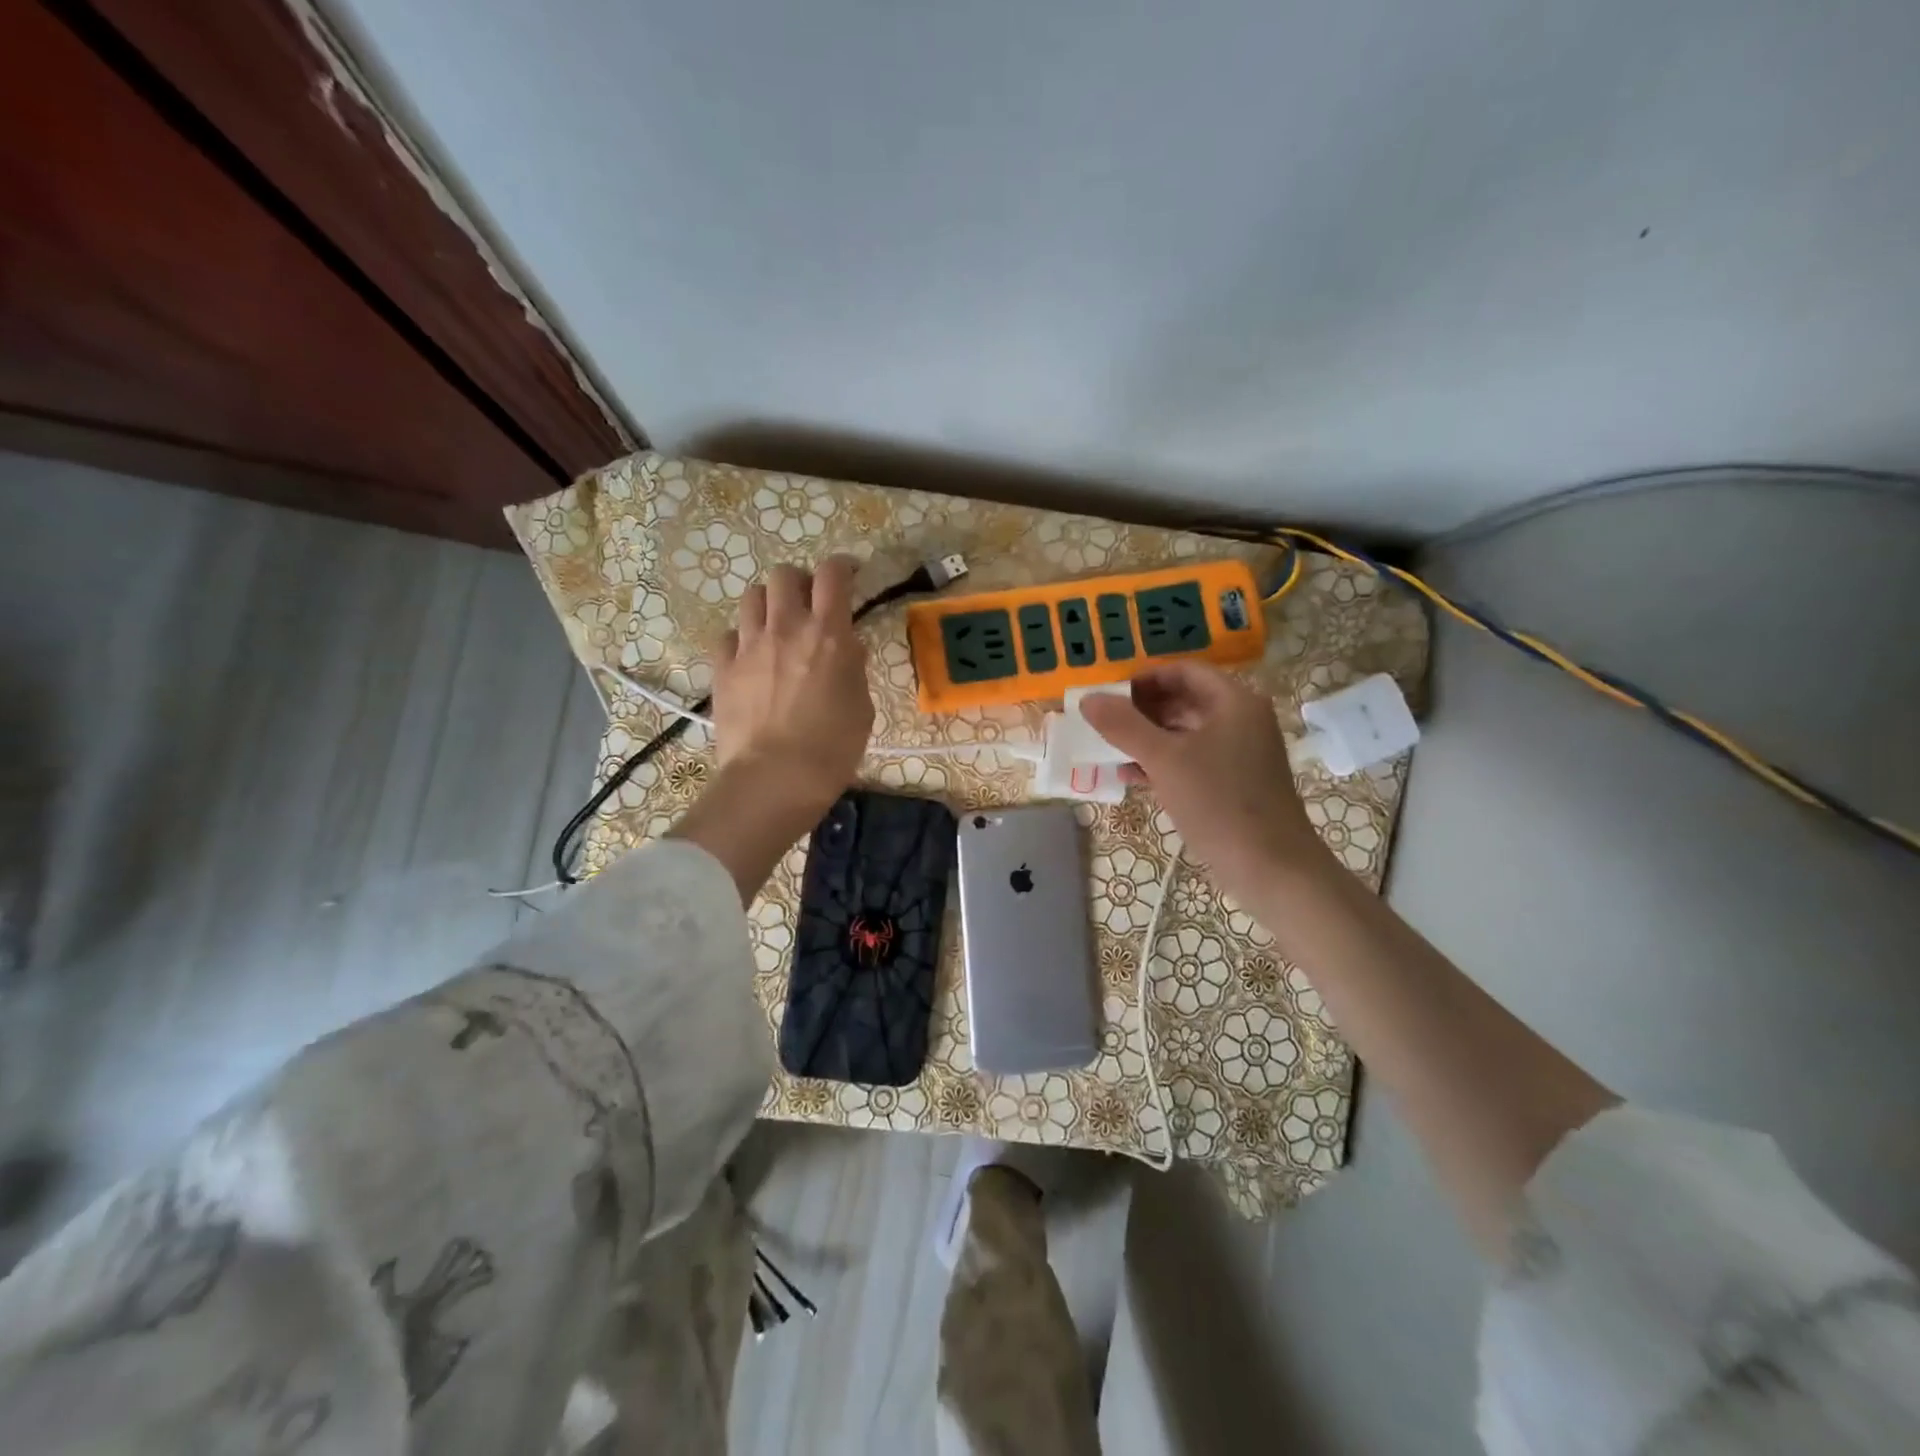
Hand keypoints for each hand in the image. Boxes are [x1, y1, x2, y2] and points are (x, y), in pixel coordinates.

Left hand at [711, 556, 873, 817]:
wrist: (774, 779)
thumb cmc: (832, 748)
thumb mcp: (862, 707)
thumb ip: (854, 669)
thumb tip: (847, 649)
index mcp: (827, 634)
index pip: (832, 574)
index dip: (842, 566)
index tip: (849, 575)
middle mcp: (786, 628)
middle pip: (784, 574)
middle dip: (799, 582)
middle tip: (808, 604)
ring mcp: (748, 646)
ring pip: (751, 597)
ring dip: (768, 604)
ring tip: (776, 626)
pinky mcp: (722, 668)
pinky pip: (727, 635)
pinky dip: (741, 639)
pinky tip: (750, 658)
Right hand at [1079, 662, 1332, 901]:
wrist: (1271, 868)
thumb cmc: (1219, 802)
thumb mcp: (1164, 760)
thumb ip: (1124, 726)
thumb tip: (1088, 699)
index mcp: (1234, 702)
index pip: (1184, 671)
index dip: (1144, 678)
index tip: (1110, 695)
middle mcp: (1241, 720)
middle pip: (1184, 700)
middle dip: (1141, 710)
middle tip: (1104, 723)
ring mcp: (1240, 753)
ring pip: (1185, 733)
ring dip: (1147, 738)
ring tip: (1109, 749)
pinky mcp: (1234, 783)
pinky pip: (1192, 760)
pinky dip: (1162, 762)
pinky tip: (1130, 776)